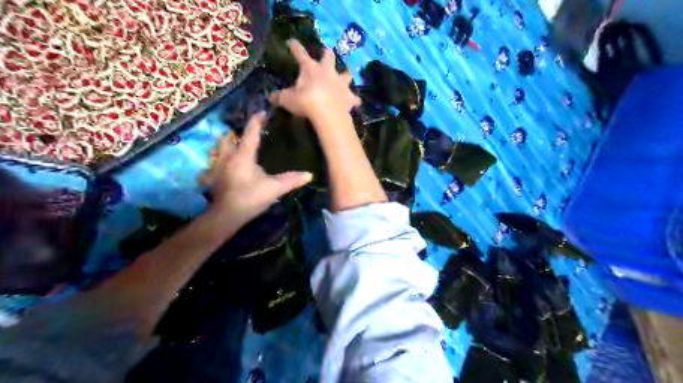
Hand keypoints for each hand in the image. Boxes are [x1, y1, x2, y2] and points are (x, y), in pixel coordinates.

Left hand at [201, 112, 311, 222]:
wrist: (225, 216)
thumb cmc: (249, 198)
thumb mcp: (273, 189)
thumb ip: (291, 180)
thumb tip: (310, 174)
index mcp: (243, 155)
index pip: (250, 133)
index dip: (257, 121)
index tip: (264, 113)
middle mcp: (227, 156)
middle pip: (228, 137)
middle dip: (237, 132)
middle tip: (249, 134)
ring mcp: (218, 166)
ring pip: (220, 149)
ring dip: (228, 145)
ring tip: (240, 147)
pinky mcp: (214, 177)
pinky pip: (217, 162)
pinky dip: (224, 160)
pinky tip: (231, 167)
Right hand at [268, 39, 359, 119]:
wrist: (328, 114)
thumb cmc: (306, 102)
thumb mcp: (287, 100)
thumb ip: (279, 97)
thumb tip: (271, 97)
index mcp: (310, 68)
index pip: (300, 53)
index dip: (294, 46)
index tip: (291, 42)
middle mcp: (327, 71)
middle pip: (329, 56)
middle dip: (327, 53)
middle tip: (326, 52)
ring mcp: (341, 83)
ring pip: (347, 73)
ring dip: (346, 74)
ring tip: (346, 75)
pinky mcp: (349, 97)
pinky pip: (354, 98)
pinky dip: (354, 100)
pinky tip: (354, 102)